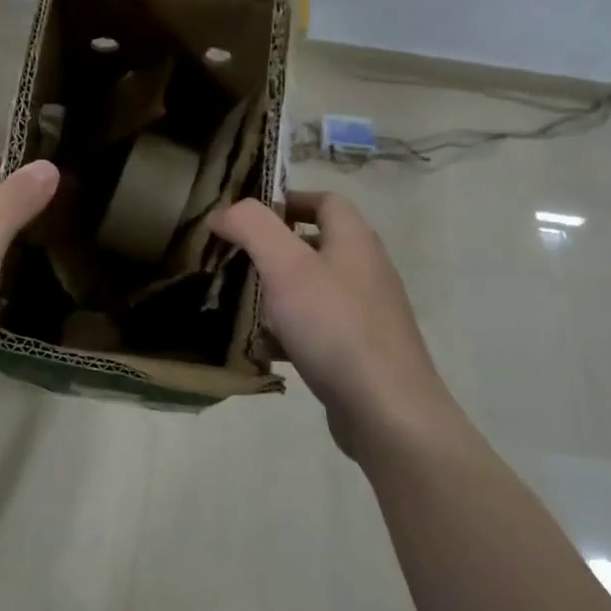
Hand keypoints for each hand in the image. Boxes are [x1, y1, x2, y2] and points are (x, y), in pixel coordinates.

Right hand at [212, 191, 461, 460]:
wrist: (387, 411)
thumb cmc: (334, 327)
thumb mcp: (286, 266)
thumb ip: (252, 228)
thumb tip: (223, 212)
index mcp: (355, 240)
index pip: (324, 200)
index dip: (285, 200)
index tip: (245, 218)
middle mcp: (366, 270)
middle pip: (315, 244)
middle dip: (272, 250)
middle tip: (234, 261)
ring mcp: (366, 313)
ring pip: (313, 289)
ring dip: (277, 293)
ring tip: (240, 305)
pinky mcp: (360, 351)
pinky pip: (318, 329)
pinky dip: (289, 332)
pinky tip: (264, 349)